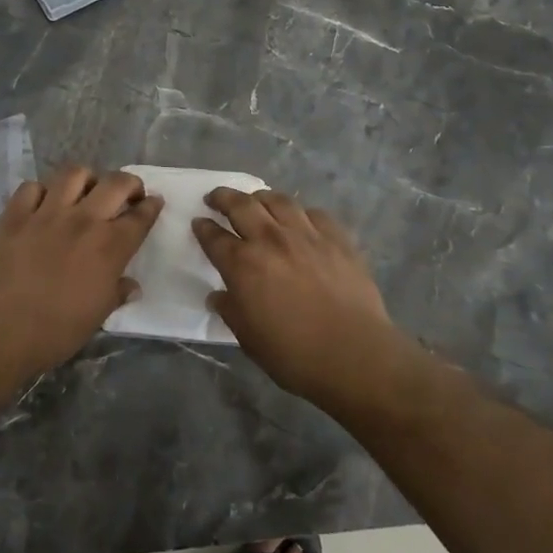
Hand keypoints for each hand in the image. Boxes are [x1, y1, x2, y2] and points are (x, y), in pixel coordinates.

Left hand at [0, 166, 162, 373]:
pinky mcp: (15, 215)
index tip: (154, 202)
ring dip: (86, 179)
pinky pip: (31, 187)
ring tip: (86, 191)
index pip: (140, 217)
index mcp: (110, 247)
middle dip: (129, 183)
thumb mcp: (97, 317)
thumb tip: (131, 286)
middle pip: (115, 183)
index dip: (151, 206)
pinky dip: (41, 191)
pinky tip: (43, 203)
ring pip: (74, 174)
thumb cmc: (56, 331)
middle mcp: (83, 220)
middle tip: (128, 194)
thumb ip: (117, 293)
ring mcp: (47, 213)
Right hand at [192, 189, 399, 405]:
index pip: (214, 237)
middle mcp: (271, 240)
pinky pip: (314, 213)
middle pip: (241, 206)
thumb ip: (230, 310)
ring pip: (278, 201)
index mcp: (243, 265)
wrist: (354, 354)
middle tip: (216, 198)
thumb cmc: (294, 354)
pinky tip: (299, 219)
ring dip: (261, 197)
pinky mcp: (337, 238)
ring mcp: (306, 234)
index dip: (203, 228)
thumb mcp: (248, 338)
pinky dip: (300, 213)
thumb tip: (218, 296)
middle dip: (224, 198)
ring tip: (256, 200)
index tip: (198, 222)